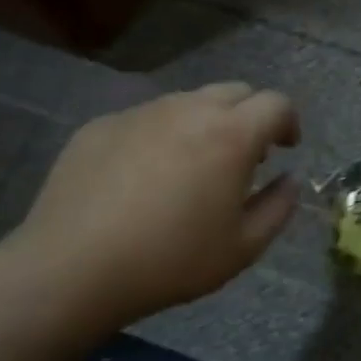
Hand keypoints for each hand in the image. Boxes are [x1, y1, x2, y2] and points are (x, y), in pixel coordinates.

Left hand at [4, 82, 301, 327]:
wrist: (70, 269)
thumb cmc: (170, 261)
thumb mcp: (243, 248)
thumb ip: (279, 207)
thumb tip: (289, 179)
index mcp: (231, 135)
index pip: (276, 103)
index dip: (289, 122)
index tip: (285, 148)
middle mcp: (189, 110)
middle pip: (235, 91)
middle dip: (250, 116)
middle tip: (243, 157)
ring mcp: (141, 113)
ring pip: (189, 102)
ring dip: (205, 124)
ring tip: (192, 168)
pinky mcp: (102, 126)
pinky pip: (146, 119)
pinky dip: (161, 136)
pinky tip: (143, 178)